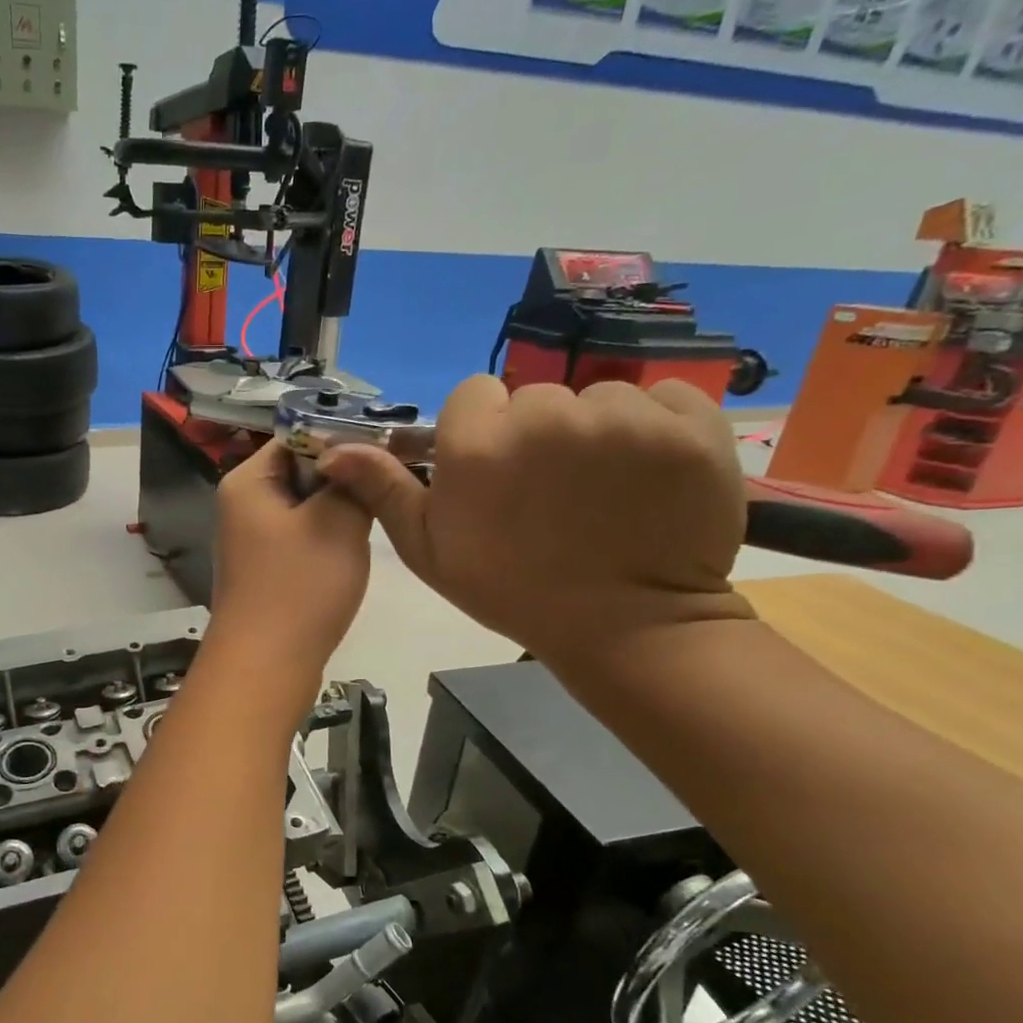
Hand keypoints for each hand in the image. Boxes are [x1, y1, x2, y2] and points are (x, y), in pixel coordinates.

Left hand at [210, 440, 371, 676]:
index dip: (341, 440)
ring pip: (306, 509)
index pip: (296, 437)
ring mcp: (251, 541)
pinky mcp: (265, 571)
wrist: (266, 665)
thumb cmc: (300, 586)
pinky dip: (326, 542)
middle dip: (342, 481)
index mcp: (247, 482)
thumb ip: (353, 480)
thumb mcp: (338, 521)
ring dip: (338, 514)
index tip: (386, 452)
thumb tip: (357, 456)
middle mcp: (242, 505)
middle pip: (301, 472)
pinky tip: (347, 558)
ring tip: (369, 524)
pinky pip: (301, 540)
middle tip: (382, 492)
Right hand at [317, 377, 752, 665]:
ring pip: (597, 397)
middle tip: (551, 492)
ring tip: (603, 490)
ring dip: (597, 432)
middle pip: (535, 397)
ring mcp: (623, 416)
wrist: (624, 626)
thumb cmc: (513, 590)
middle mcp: (546, 414)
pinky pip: (663, 399)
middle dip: (537, 434)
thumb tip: (332, 450)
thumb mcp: (429, 549)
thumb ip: (384, 491)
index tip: (497, 476)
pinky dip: (658, 428)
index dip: (482, 434)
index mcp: (477, 443)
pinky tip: (650, 475)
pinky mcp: (690, 422)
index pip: (474, 397)